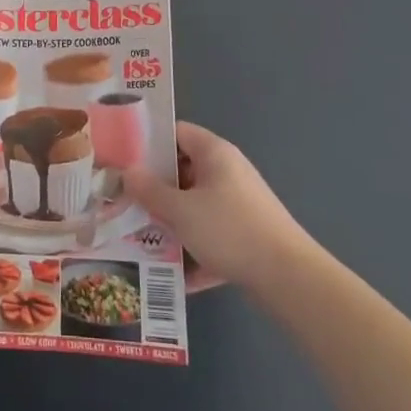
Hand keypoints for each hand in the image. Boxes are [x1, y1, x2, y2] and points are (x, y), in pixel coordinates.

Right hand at [123, 122, 311, 292]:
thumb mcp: (181, 210)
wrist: (289, 278)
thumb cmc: (230, 230)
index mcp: (214, 153)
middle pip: (182, 171)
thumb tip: (127, 172)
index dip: (148, 141)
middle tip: (123, 200)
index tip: (122, 158)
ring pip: (194, 207)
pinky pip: (210, 236)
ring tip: (138, 238)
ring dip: (170, 223)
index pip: (176, 132)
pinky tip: (172, 273)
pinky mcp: (245, 235)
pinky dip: (193, 251)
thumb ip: (150, 190)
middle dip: (154, 189)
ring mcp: (238, 204)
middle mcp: (228, 172)